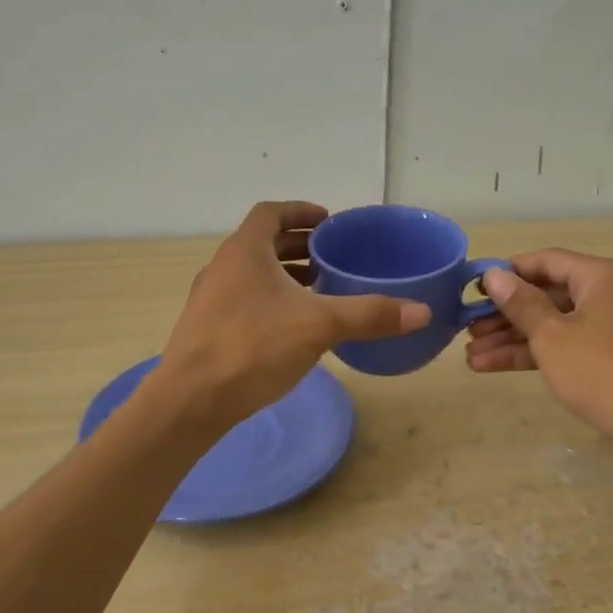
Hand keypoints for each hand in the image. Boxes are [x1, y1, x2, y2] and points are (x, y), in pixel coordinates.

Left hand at [158, 201, 431, 426]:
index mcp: (245, 250)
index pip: (271, 213)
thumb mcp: (319, 326)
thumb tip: (422, 312)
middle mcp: (223, 267)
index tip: (327, 221)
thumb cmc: (252, 348)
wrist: (191, 400)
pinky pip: (245, 302)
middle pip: (262, 243)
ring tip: (318, 290)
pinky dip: (271, 302)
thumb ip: (369, 315)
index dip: (301, 211)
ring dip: (284, 276)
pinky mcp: (207, 330)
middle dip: (298, 246)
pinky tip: (292, 329)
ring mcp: (211, 300)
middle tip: (331, 257)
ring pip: (253, 275)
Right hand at [465, 249, 612, 462]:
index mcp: (602, 276)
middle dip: (504, 315)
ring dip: (513, 340)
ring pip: (554, 326)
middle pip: (548, 295)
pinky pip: (567, 347)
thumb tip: (495, 276)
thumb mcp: (552, 336)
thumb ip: (521, 304)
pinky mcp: (612, 359)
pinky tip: (494, 367)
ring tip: (471, 356)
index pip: (546, 261)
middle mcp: (611, 294)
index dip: (507, 273)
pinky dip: (535, 355)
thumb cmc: (602, 371)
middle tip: (467, 329)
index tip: (472, 288)